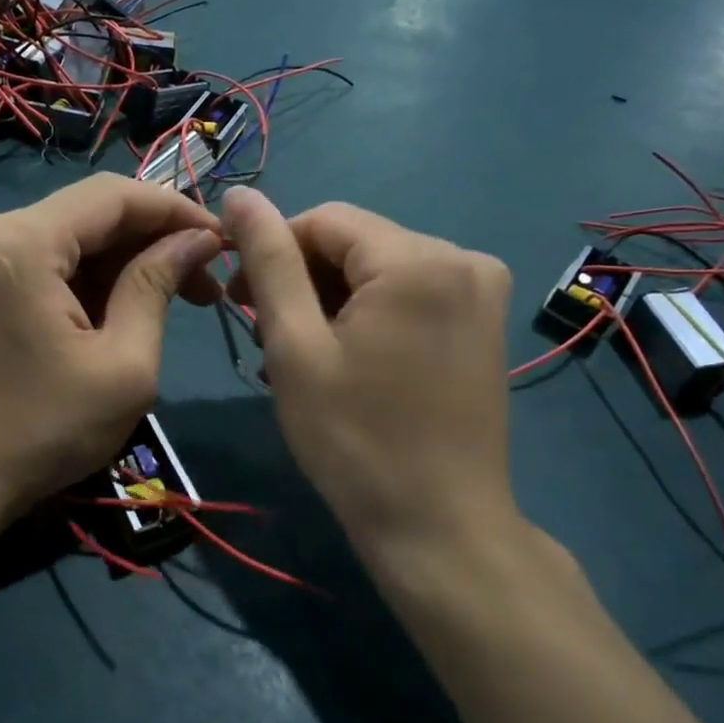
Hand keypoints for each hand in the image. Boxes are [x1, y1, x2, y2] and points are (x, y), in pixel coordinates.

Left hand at [0, 173, 220, 530]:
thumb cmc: (42, 431)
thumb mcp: (123, 365)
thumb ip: (157, 286)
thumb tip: (198, 239)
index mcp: (20, 242)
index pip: (114, 195)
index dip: (175, 210)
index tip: (223, 239)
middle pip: (90, 213)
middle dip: (153, 241)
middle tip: (205, 280)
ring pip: (69, 235)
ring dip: (123, 261)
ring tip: (175, 297)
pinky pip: (42, 257)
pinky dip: (86, 276)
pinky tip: (122, 306)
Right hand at [221, 187, 517, 565]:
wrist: (438, 527)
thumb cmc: (354, 440)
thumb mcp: (296, 346)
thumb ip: (268, 261)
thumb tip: (239, 195)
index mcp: (418, 258)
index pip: (323, 220)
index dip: (272, 253)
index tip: (240, 303)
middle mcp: (463, 257)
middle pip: (354, 243)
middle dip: (302, 282)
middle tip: (267, 341)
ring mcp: (481, 290)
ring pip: (377, 268)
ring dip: (330, 301)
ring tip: (301, 358)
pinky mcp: (483, 321)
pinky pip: (408, 292)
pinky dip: (367, 314)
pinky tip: (346, 359)